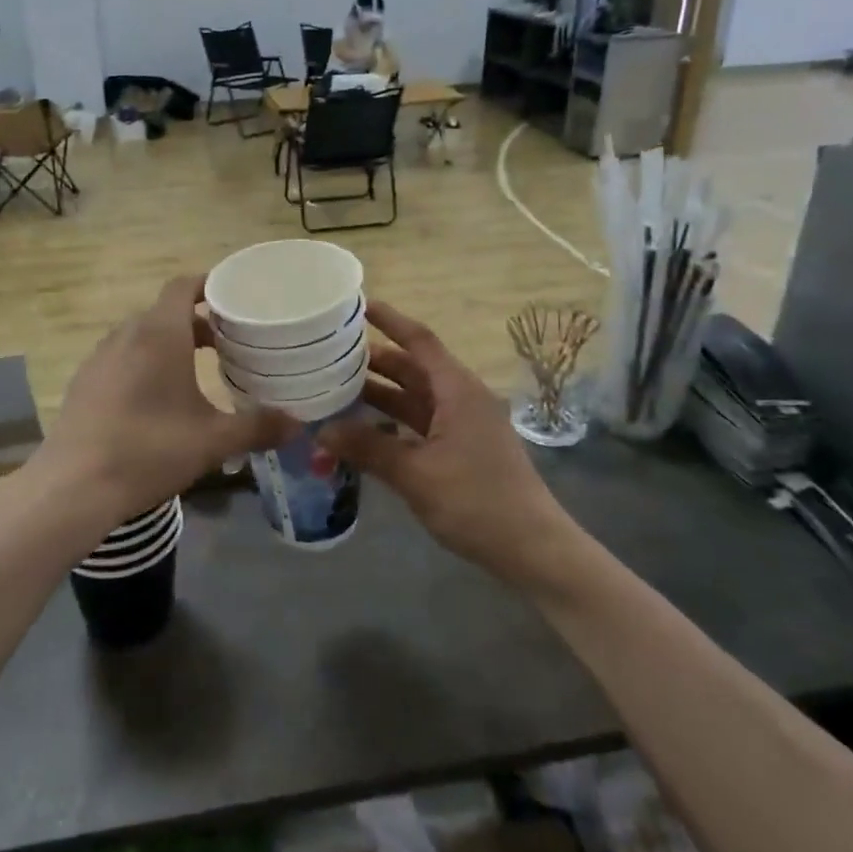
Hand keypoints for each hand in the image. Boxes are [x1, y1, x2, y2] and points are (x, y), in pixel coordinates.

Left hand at [25, 277, 296, 547]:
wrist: (73, 487)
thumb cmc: (149, 450)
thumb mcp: (212, 441)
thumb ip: (257, 427)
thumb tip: (298, 424)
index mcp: (159, 334)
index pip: (182, 286)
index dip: (209, 284)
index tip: (235, 297)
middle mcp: (126, 335)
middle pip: (165, 312)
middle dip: (198, 321)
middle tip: (230, 341)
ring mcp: (100, 358)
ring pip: (142, 336)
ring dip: (170, 343)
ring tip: (199, 369)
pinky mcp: (85, 383)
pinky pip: (122, 358)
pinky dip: (145, 363)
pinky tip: (159, 399)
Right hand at [317, 300, 567, 583]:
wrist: (532, 548)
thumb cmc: (477, 501)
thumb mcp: (416, 474)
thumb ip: (368, 449)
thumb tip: (321, 432)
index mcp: (457, 390)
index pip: (419, 341)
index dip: (390, 319)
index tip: (358, 303)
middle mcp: (461, 399)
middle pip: (413, 368)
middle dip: (374, 360)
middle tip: (330, 354)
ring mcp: (463, 425)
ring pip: (415, 398)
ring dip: (380, 393)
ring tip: (336, 387)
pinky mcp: (461, 449)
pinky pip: (420, 423)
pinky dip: (392, 422)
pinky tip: (363, 430)